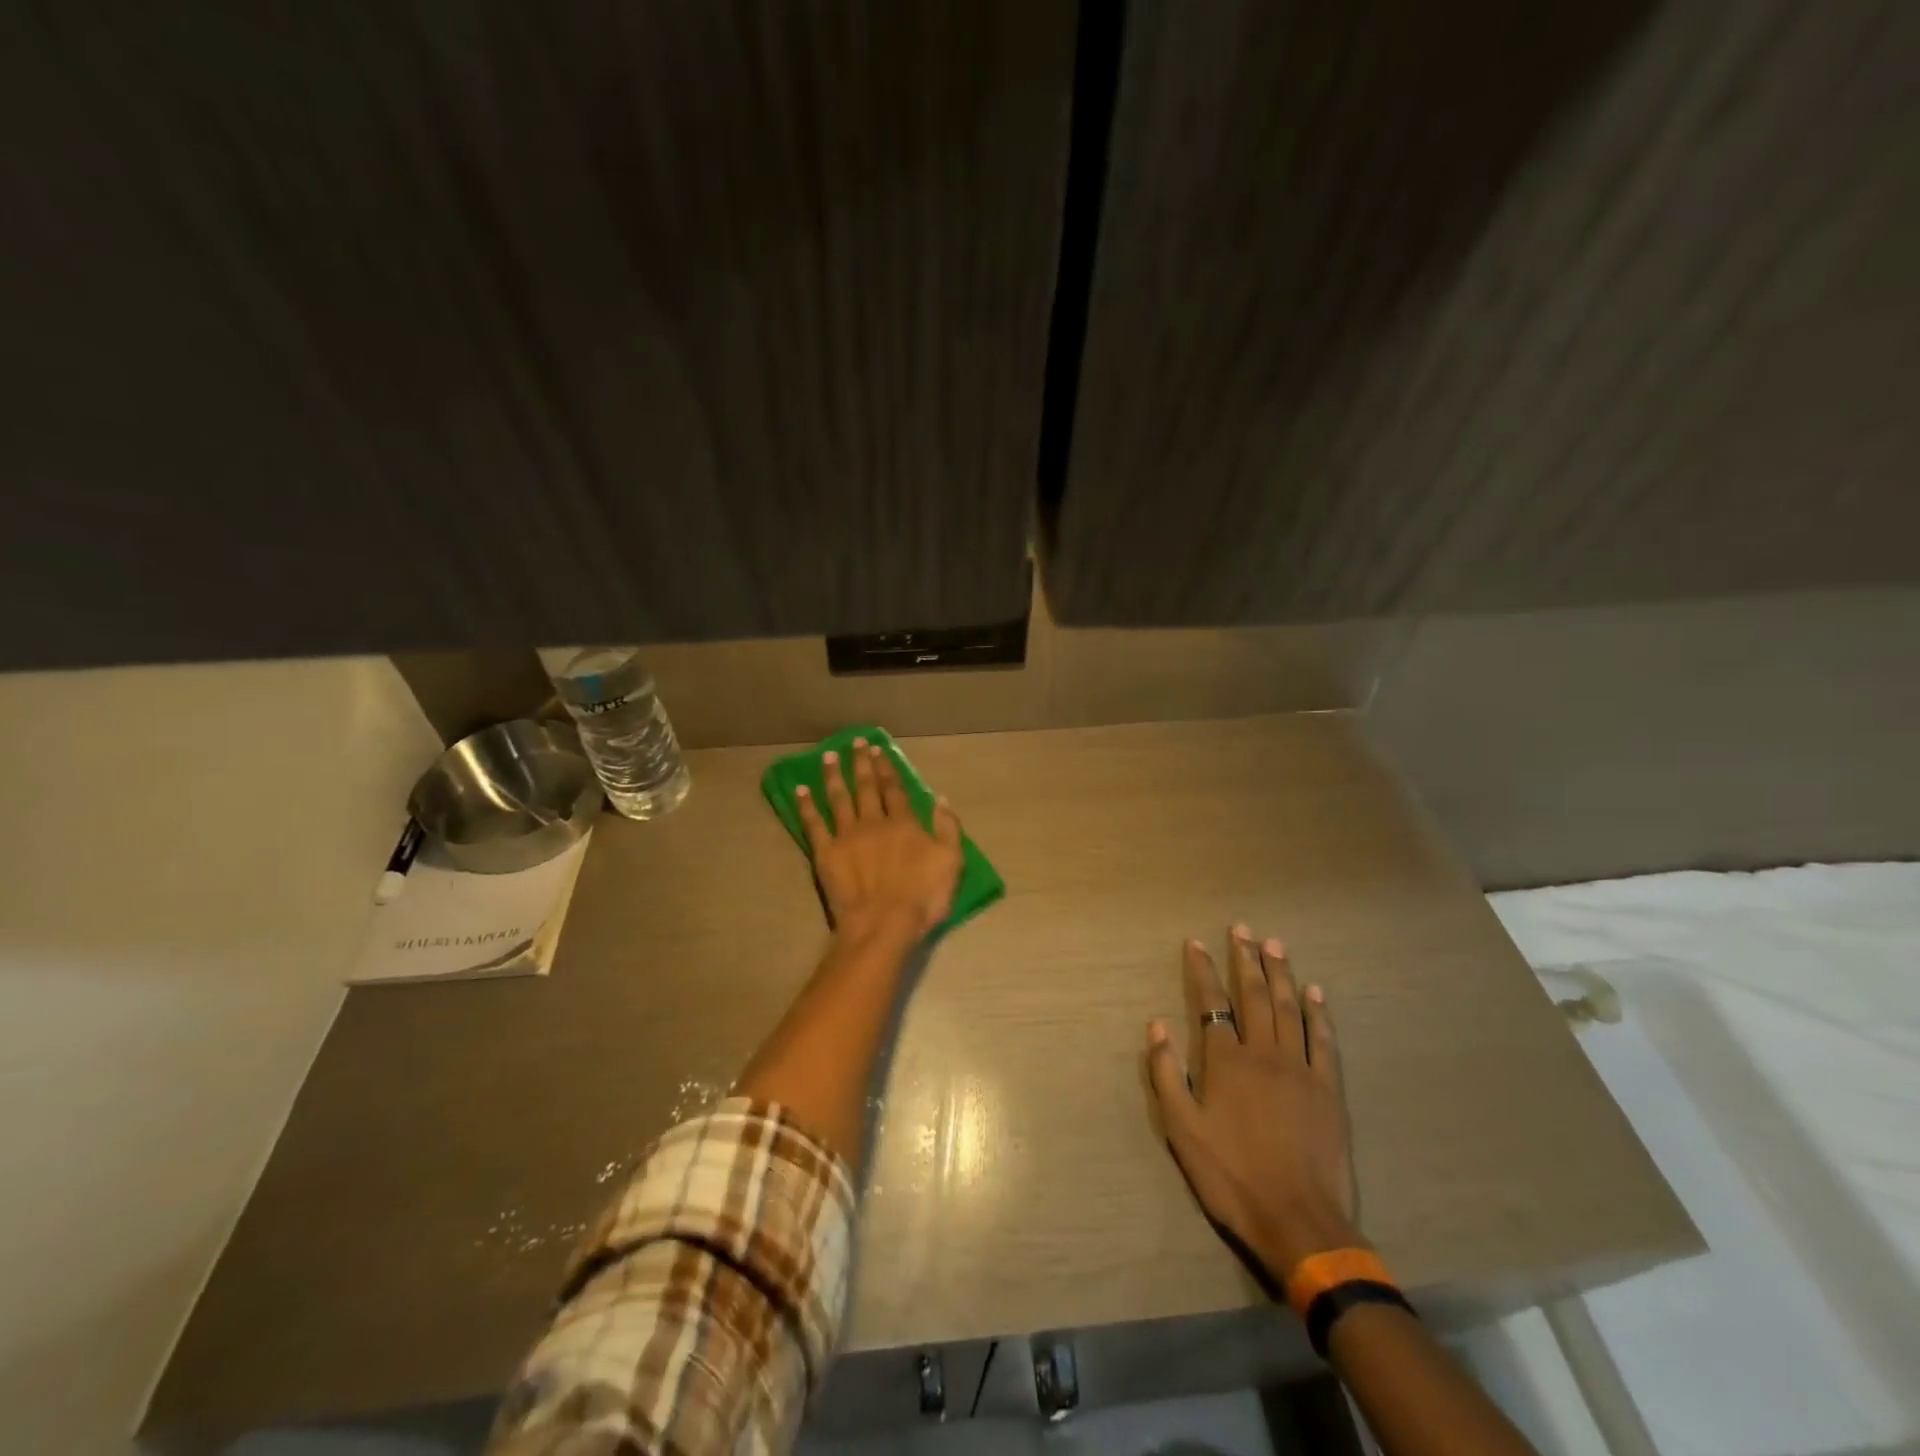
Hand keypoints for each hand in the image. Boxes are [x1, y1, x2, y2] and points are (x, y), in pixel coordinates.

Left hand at [795, 739, 962, 941]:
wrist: (883, 924)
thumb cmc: (923, 897)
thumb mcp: (951, 862)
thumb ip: (947, 828)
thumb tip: (940, 798)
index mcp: (904, 823)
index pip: (894, 789)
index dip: (887, 769)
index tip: (879, 751)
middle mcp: (874, 822)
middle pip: (866, 787)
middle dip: (862, 764)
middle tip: (855, 743)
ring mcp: (847, 836)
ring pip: (838, 798)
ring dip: (834, 776)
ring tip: (829, 756)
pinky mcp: (825, 853)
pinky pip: (814, 824)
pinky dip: (807, 806)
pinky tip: (801, 791)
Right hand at [1146, 927, 1361, 1283]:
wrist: (1298, 1221)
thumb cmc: (1232, 1176)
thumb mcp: (1182, 1130)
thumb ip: (1167, 1074)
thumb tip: (1157, 1025)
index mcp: (1226, 1062)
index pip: (1211, 1004)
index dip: (1202, 970)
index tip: (1196, 943)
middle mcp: (1263, 1053)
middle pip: (1253, 995)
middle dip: (1245, 959)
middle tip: (1242, 929)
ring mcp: (1300, 1068)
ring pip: (1289, 1008)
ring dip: (1280, 973)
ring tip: (1274, 944)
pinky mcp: (1329, 1089)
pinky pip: (1324, 1040)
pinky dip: (1319, 1013)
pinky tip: (1315, 992)